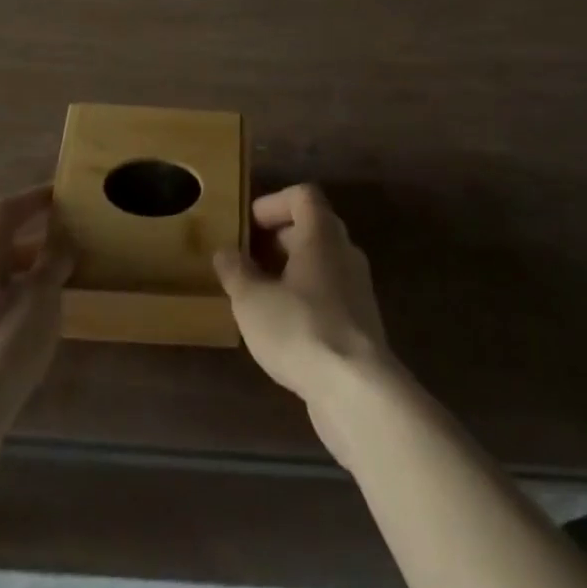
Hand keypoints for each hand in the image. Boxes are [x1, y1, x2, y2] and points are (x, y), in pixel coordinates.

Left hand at [0, 186, 72, 439]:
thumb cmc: (2, 346)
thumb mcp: (41, 297)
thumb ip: (54, 262)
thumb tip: (63, 236)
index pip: (4, 212)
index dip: (32, 198)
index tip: (60, 195)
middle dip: (34, 245)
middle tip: (67, 250)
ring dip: (26, 282)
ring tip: (58, 296)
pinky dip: (16, 315)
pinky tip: (35, 339)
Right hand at [214, 184, 396, 461]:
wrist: (357, 391)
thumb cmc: (300, 328)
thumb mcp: (252, 299)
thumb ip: (235, 271)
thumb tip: (225, 252)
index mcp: (321, 234)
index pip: (302, 196)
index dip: (273, 203)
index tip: (248, 224)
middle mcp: (344, 252)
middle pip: (312, 228)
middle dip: (277, 239)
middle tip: (247, 258)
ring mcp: (357, 289)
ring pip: (321, 264)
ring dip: (290, 271)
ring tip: (259, 294)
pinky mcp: (361, 324)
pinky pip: (329, 295)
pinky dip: (305, 299)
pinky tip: (282, 327)